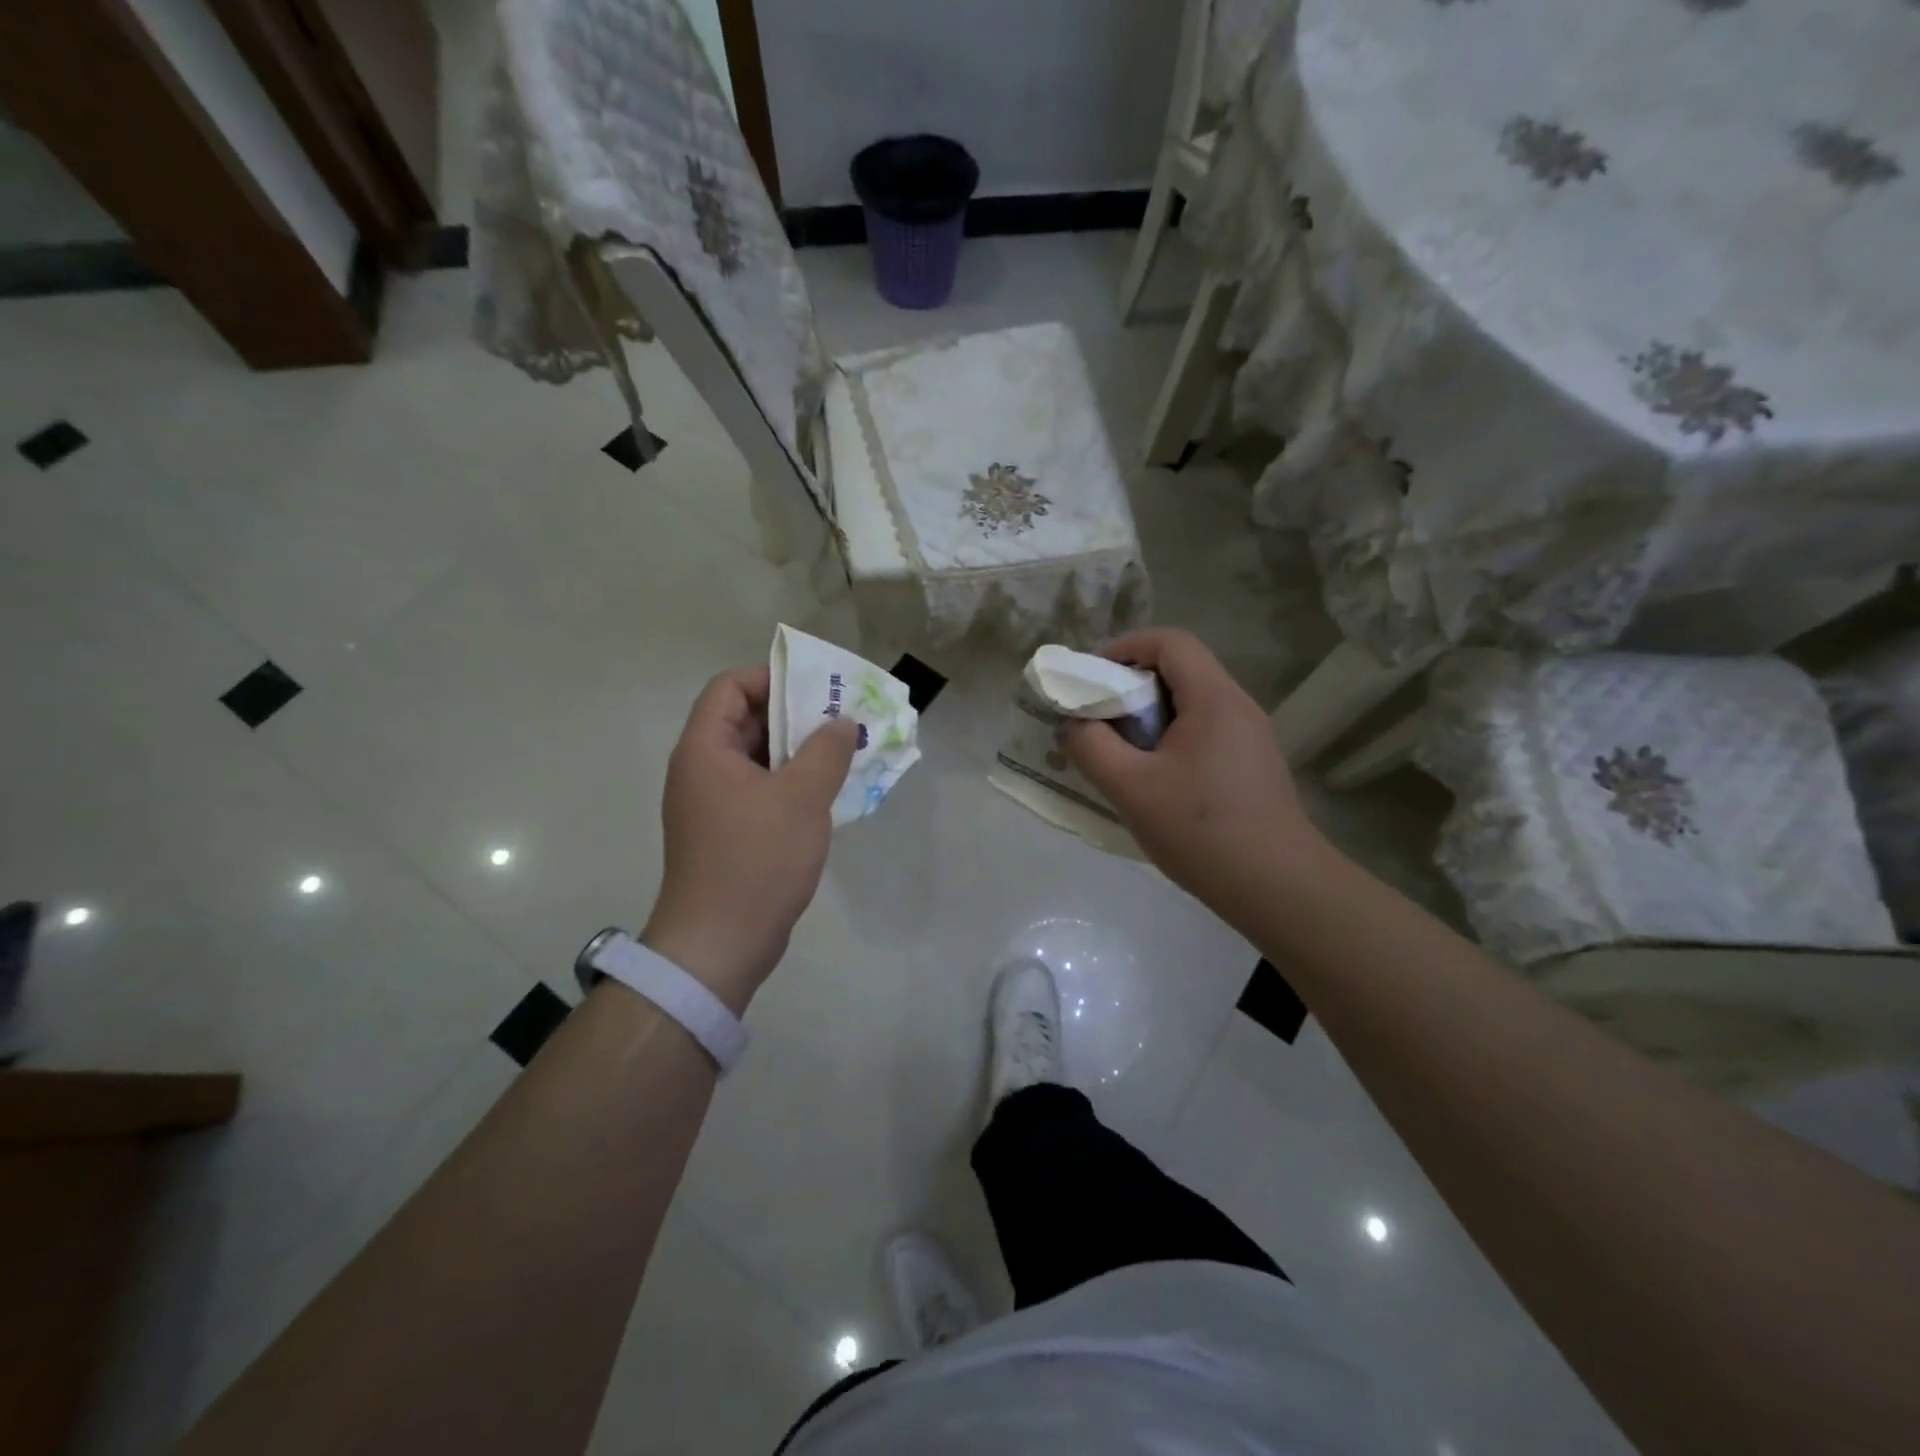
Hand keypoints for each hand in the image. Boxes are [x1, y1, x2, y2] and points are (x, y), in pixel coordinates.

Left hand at [642, 666, 858, 1013]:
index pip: (730, 688)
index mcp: (706, 750)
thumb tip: (842, 722)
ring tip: (844, 753)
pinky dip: (792, 783)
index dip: (771, 678)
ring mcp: (713, 804)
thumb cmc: (757, 860)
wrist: (721, 944)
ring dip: (798, 751)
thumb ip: (826, 750)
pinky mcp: (728, 832)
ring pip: (758, 758)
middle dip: (795, 715)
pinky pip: (761, 790)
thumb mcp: (801, 798)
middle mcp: (702, 770)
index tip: (816, 689)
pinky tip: (828, 792)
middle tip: (842, 719)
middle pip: (745, 720)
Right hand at [1065, 629, 1332, 922]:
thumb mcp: (1130, 788)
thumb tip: (1074, 725)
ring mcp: (1251, 737)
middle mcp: (1238, 707)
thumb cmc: (1201, 831)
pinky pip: (1205, 732)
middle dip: (1132, 685)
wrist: (1278, 889)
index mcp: (1214, 699)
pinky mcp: (1253, 766)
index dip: (1126, 647)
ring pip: (1192, 704)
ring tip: (1120, 750)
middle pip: (1181, 670)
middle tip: (1098, 717)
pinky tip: (1154, 780)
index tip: (1092, 678)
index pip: (1170, 642)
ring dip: (1150, 716)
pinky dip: (1170, 739)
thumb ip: (1091, 747)